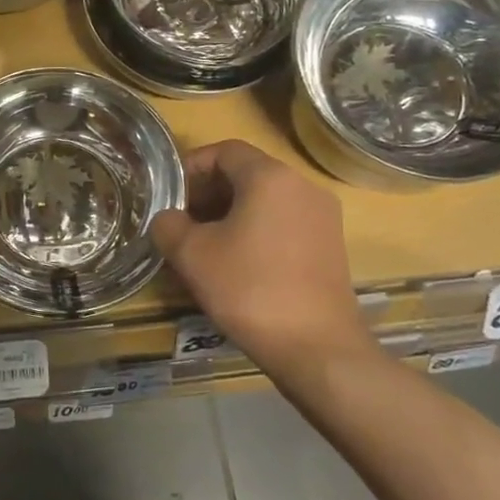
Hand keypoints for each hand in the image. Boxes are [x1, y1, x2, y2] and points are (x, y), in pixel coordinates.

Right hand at [152, 141, 372, 371]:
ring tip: (204, 246)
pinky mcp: (331, 246)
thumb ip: (169, 225)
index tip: (169, 196)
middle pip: (246, 173)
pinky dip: (256, 230)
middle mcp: (303, 186)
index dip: (191, 168)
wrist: (318, 349)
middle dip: (208, 192)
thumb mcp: (191, 254)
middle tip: (181, 222)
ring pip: (265, 200)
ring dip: (230, 214)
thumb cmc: (250, 289)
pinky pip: (284, 222)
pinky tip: (236, 264)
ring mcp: (322, 217)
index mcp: (270, 176)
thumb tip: (168, 219)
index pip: (224, 151)